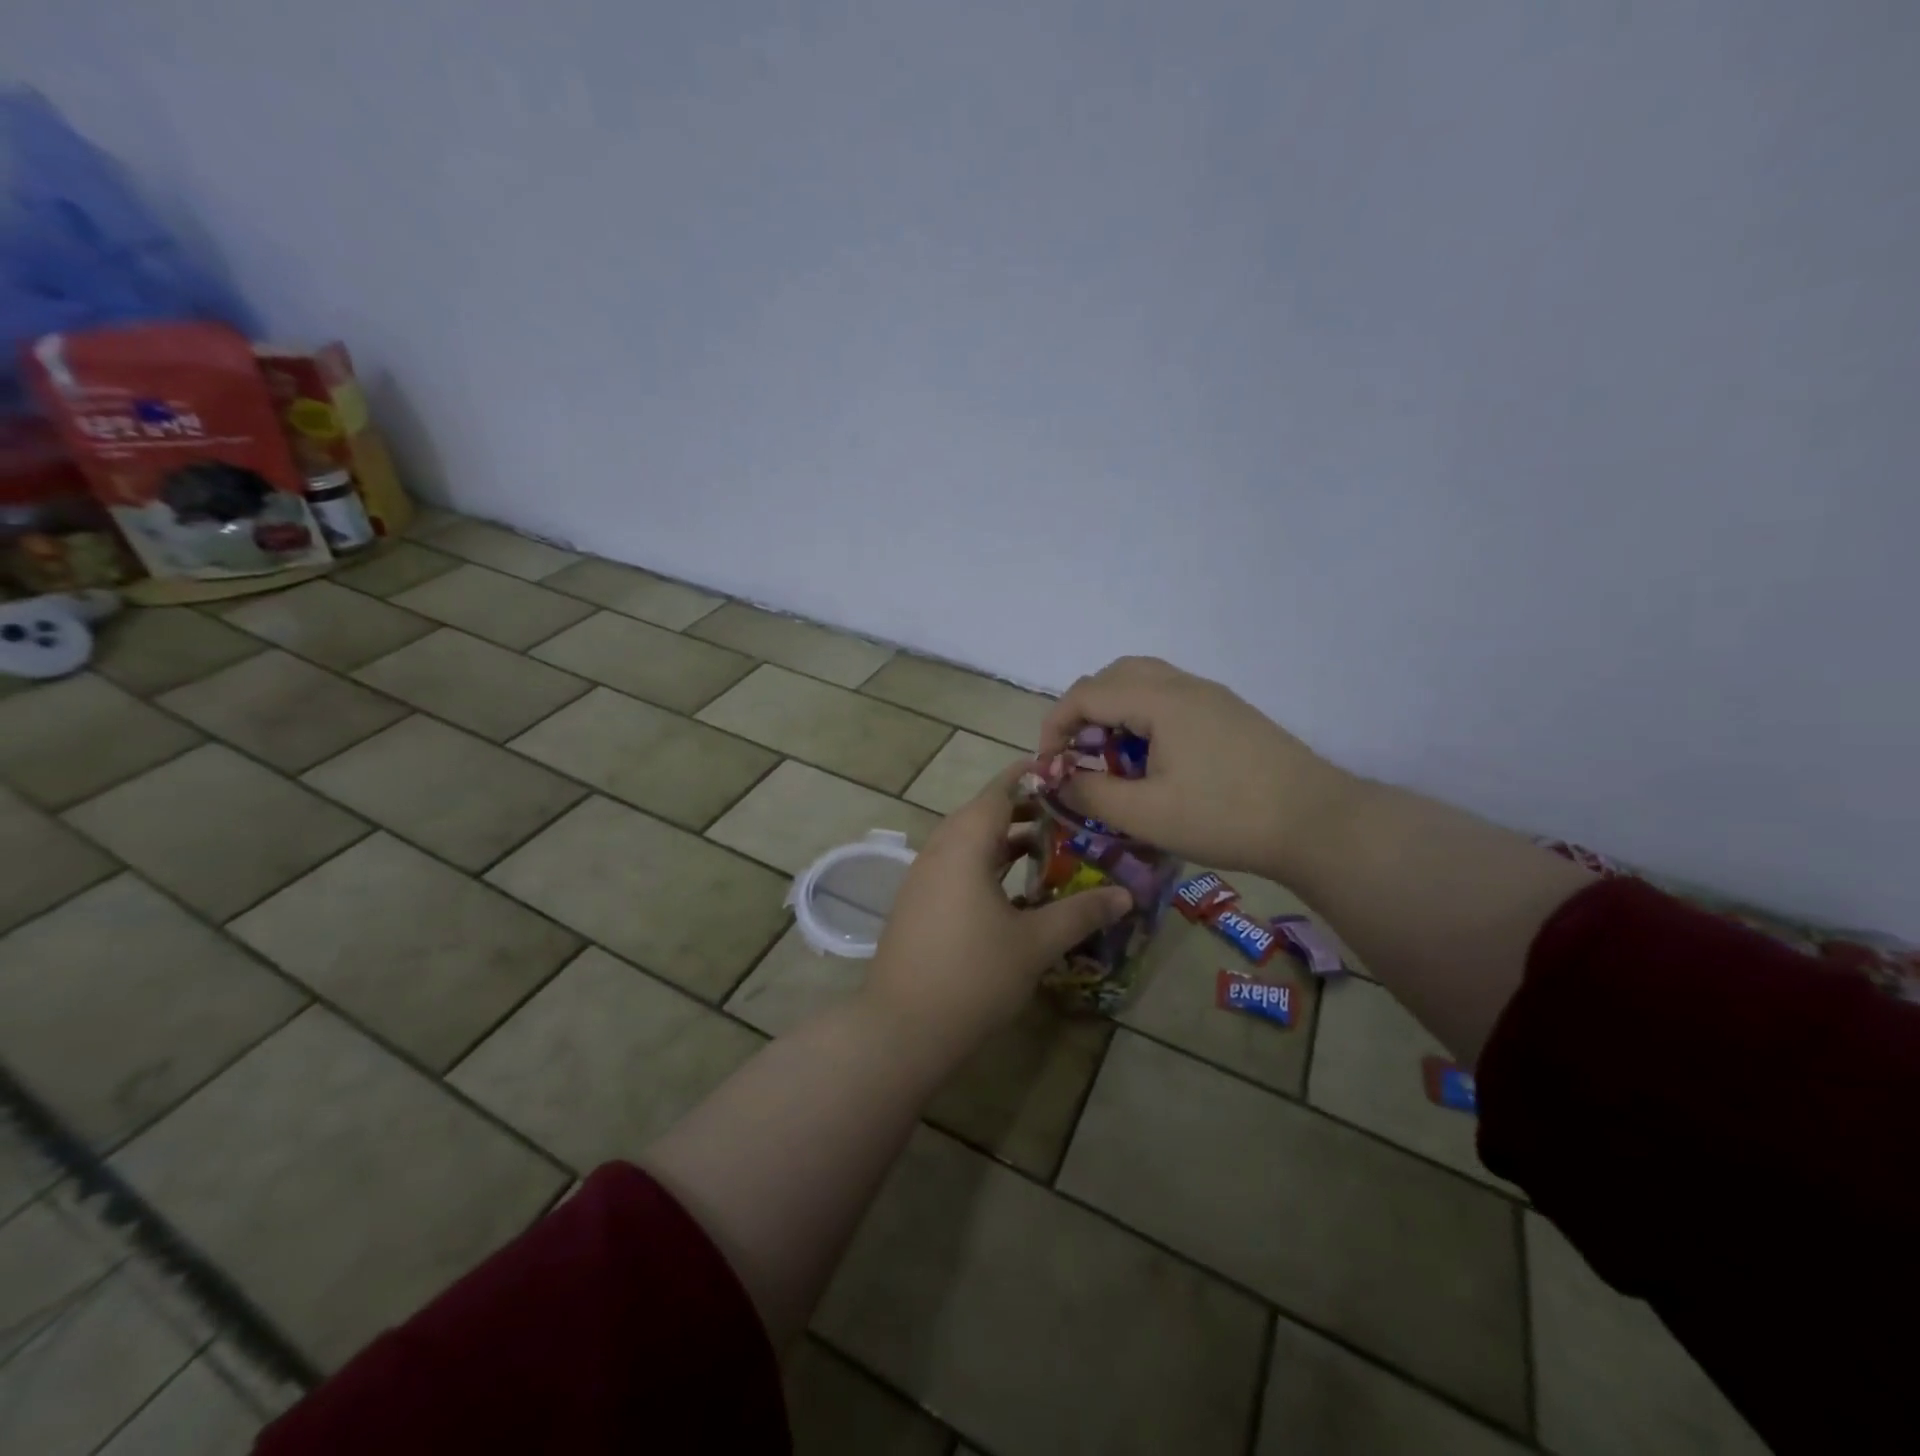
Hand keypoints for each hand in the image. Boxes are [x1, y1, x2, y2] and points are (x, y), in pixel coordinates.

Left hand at [864, 765, 1130, 1053]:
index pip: (999, 791)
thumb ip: (1081, 913)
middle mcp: (939, 849)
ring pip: (968, 843)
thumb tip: (1126, 895)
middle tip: (1068, 814)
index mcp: (965, 843)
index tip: (1065, 772)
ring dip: (1005, 841)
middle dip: (1024, 810)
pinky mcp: (918, 903)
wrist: (902, 1027)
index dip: (1031, 777)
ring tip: (1048, 848)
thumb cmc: (974, 975)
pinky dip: (986, 865)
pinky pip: (956, 867)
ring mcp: (923, 877)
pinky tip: (1015, 891)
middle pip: (983, 814)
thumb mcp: (1035, 943)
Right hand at [1040, 656, 1351, 876]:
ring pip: (1144, 682)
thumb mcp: (1147, 814)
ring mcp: (1211, 696)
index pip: (1086, 694)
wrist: (1318, 823)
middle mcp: (1184, 685)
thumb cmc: (1226, 817)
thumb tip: (1059, 780)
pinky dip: (1143, 717)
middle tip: (1078, 754)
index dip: (1056, 726)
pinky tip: (1153, 760)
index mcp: (1160, 700)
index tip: (1050, 766)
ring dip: (1114, 711)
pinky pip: (1170, 698)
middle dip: (1083, 711)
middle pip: (1113, 675)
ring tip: (1112, 757)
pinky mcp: (1229, 713)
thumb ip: (1092, 793)